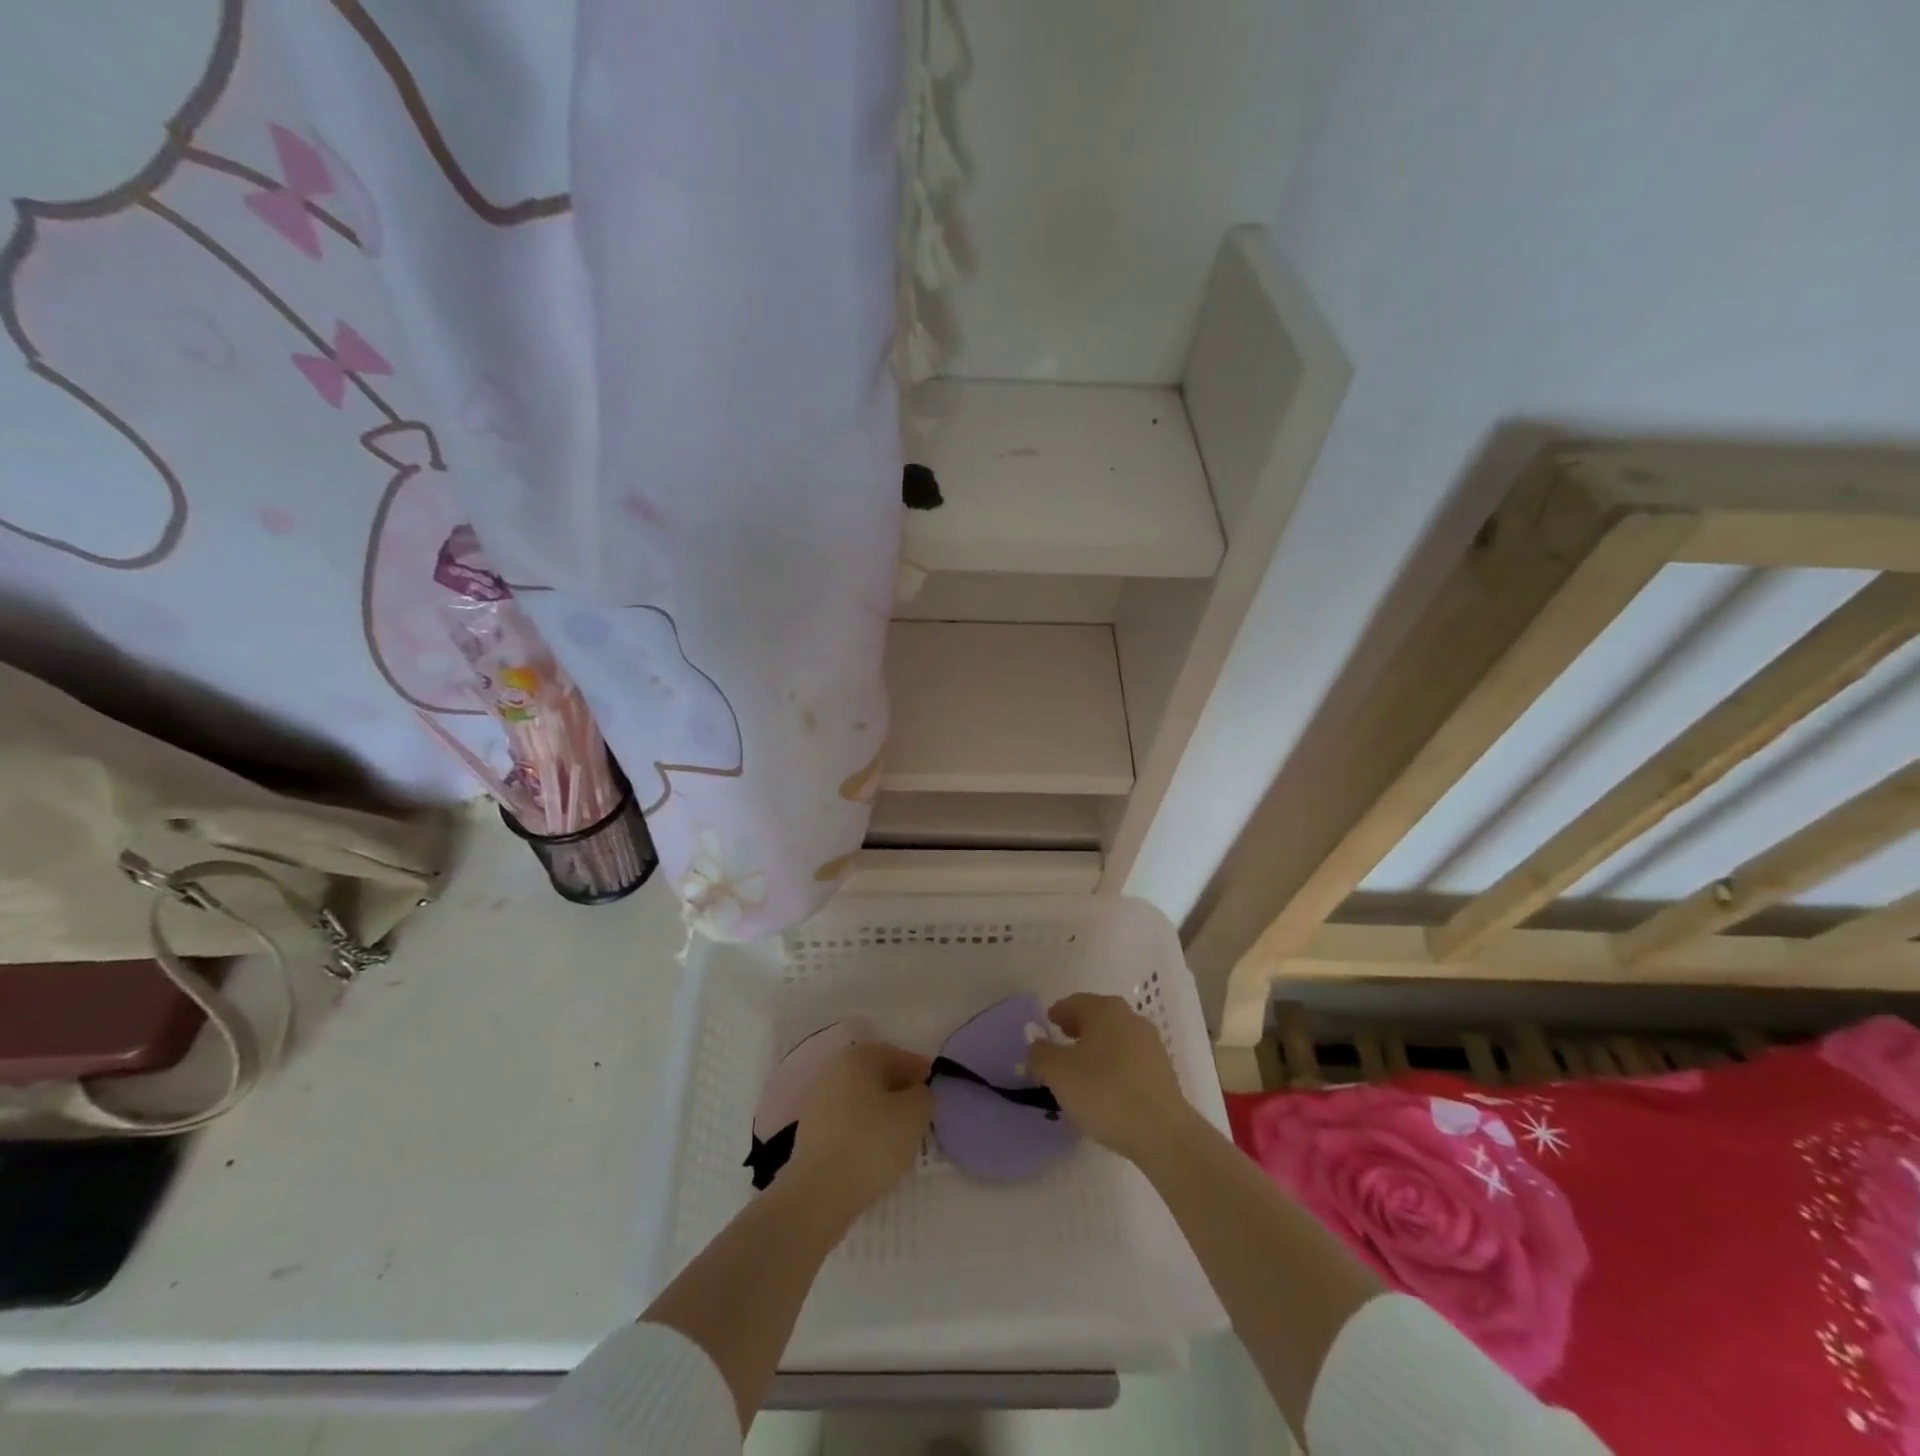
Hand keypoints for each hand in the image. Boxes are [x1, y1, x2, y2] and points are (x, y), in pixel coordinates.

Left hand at [785, 1042, 933, 1223]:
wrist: (819, 1193)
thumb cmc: (871, 1142)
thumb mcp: (914, 1114)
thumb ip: (924, 1096)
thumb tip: (917, 1094)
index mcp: (856, 1057)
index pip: (895, 1055)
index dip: (918, 1070)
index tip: (933, 1087)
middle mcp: (833, 1071)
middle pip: (875, 1076)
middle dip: (899, 1090)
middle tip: (921, 1111)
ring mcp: (817, 1102)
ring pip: (860, 1100)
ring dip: (882, 1111)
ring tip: (901, 1135)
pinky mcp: (811, 1133)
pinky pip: (847, 1122)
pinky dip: (864, 1130)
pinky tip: (877, 1150)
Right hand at [1027, 994, 1197, 1165]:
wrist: (1163, 1133)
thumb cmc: (1105, 1093)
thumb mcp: (1058, 1073)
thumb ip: (1040, 1054)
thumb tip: (1036, 1046)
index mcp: (1105, 1010)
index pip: (1074, 1003)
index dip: (1057, 1014)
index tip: (1046, 1026)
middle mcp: (1130, 1018)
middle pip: (1096, 1018)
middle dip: (1076, 1030)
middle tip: (1059, 1047)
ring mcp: (1151, 1044)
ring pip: (1114, 1039)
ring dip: (1095, 1050)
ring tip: (1080, 1074)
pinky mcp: (1162, 1071)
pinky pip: (1129, 1061)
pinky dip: (1113, 1067)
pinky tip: (1105, 1090)